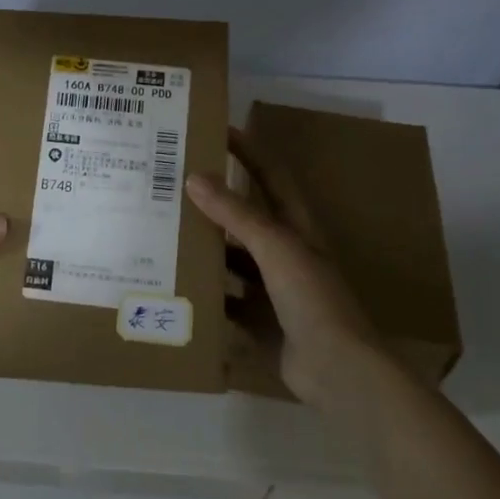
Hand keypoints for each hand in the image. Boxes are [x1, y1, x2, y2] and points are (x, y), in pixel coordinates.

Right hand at [184, 131, 380, 407]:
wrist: (337, 370)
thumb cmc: (312, 298)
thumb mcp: (275, 247)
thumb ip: (236, 214)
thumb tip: (194, 177)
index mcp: (295, 228)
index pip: (270, 176)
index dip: (248, 151)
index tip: (216, 129)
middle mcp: (284, 254)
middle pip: (244, 220)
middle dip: (212, 204)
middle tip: (171, 187)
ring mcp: (272, 290)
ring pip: (231, 262)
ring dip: (204, 251)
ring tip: (162, 236)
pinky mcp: (259, 322)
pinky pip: (224, 302)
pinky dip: (203, 296)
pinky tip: (173, 289)